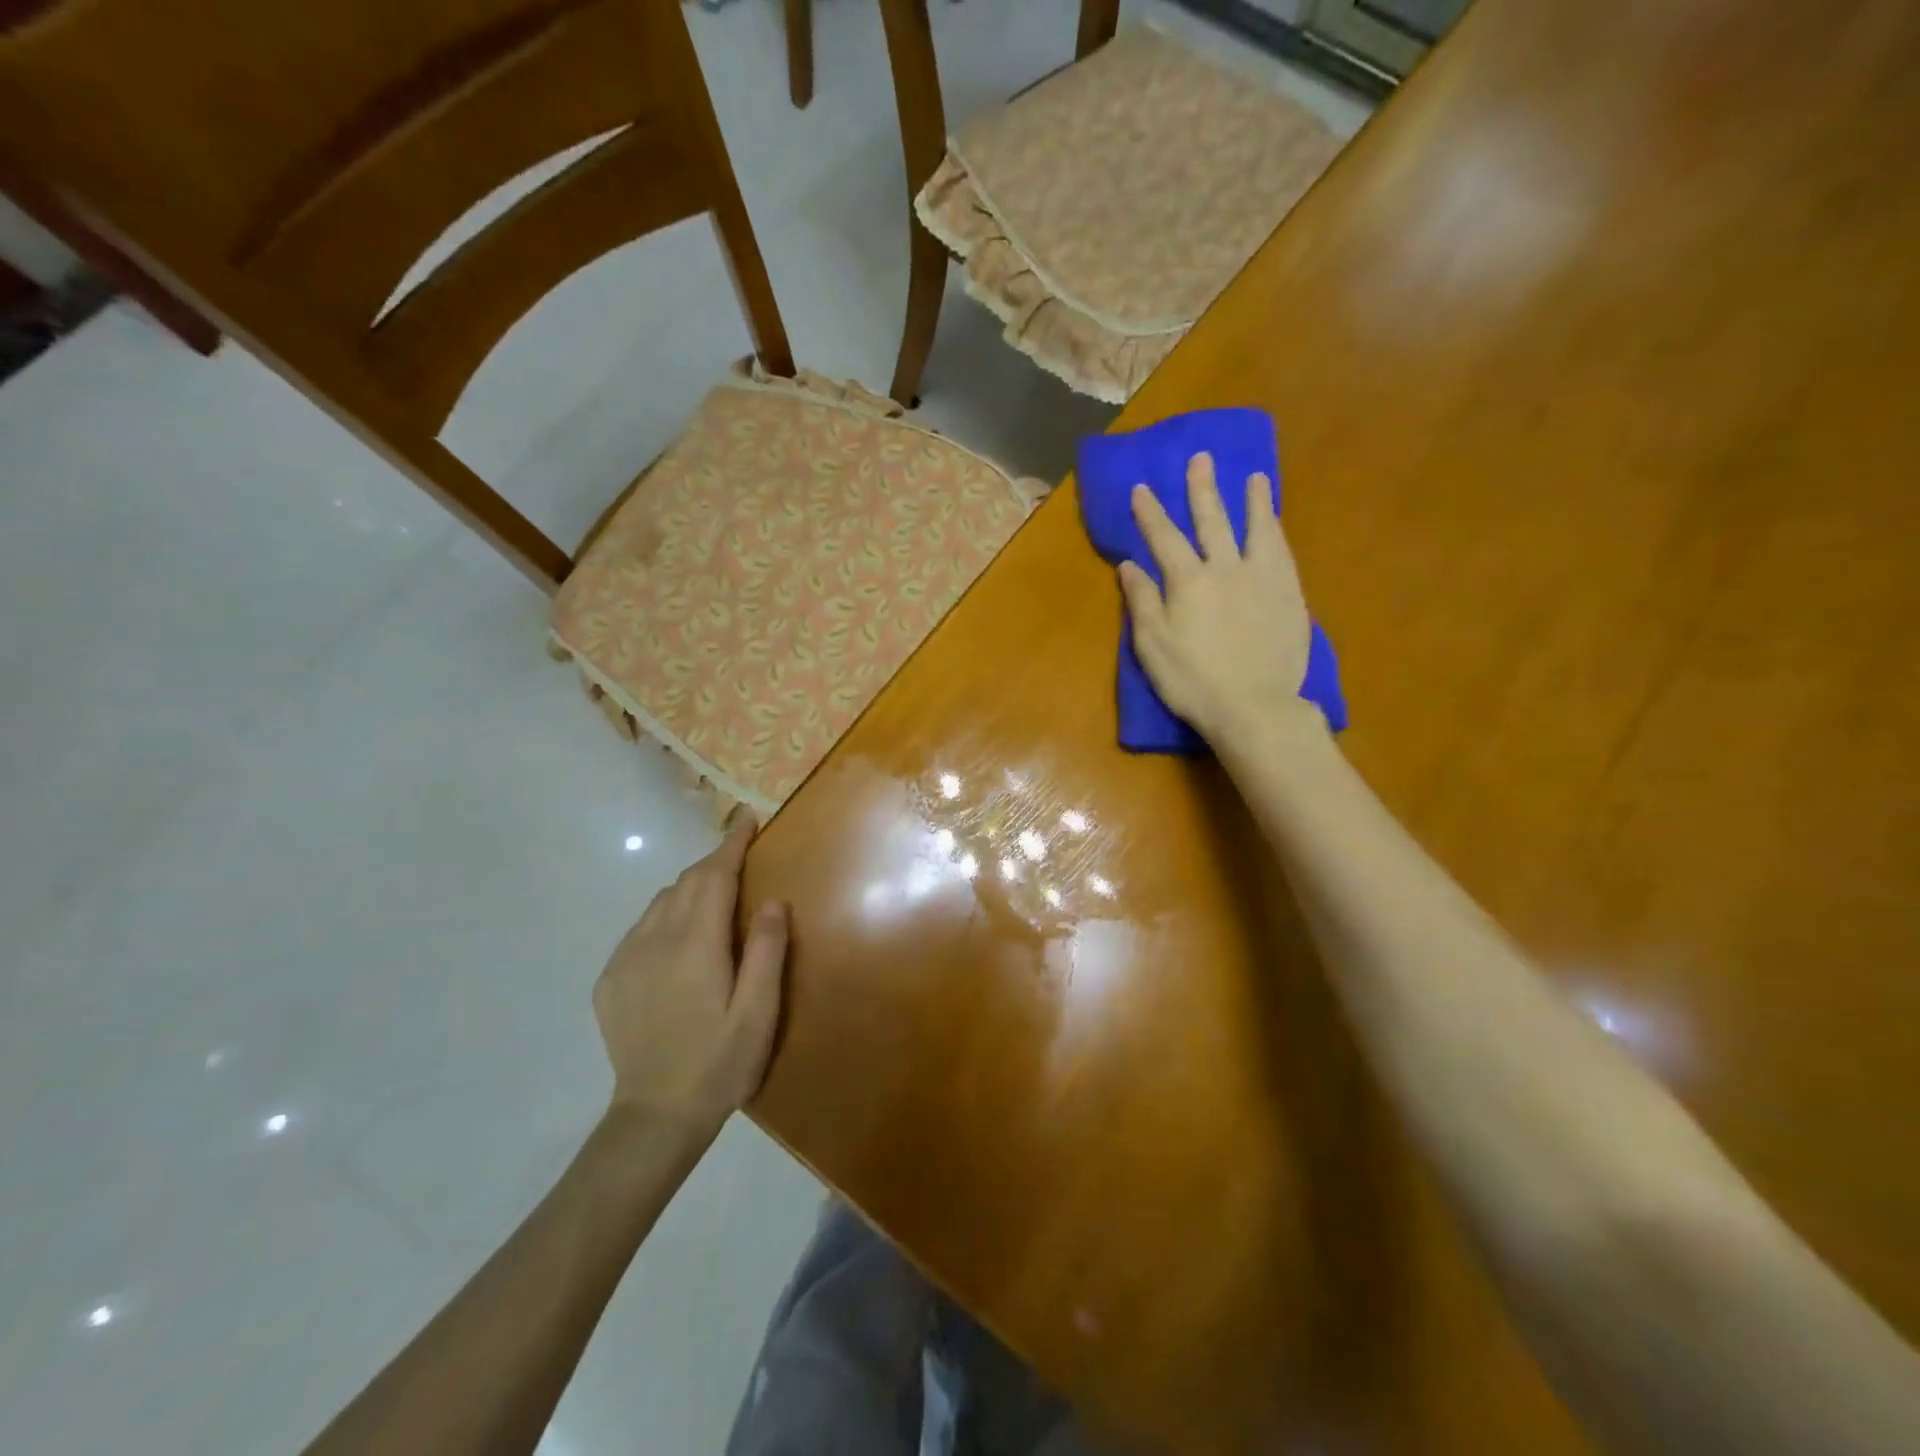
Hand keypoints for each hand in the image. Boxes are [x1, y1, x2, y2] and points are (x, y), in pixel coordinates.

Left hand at [592, 817, 788, 1142]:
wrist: (655, 1117)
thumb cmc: (720, 1063)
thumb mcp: (759, 1012)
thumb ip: (767, 951)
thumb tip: (772, 900)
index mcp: (696, 945)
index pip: (714, 876)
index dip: (731, 844)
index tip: (745, 818)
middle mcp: (655, 940)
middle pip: (685, 882)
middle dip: (713, 862)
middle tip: (739, 854)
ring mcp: (626, 959)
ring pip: (660, 902)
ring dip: (689, 889)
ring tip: (713, 896)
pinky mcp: (610, 980)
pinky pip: (640, 928)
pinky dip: (664, 916)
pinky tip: (679, 939)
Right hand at [1117, 452, 1317, 746]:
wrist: (1254, 706)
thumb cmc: (1193, 681)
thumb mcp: (1152, 645)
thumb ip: (1142, 601)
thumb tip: (1130, 564)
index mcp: (1188, 581)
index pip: (1164, 538)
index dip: (1151, 512)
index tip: (1142, 488)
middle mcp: (1226, 568)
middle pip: (1212, 521)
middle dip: (1202, 490)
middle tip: (1201, 459)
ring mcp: (1263, 578)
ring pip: (1257, 529)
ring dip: (1253, 501)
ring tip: (1254, 478)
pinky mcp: (1289, 594)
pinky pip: (1282, 552)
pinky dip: (1276, 531)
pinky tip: (1275, 523)